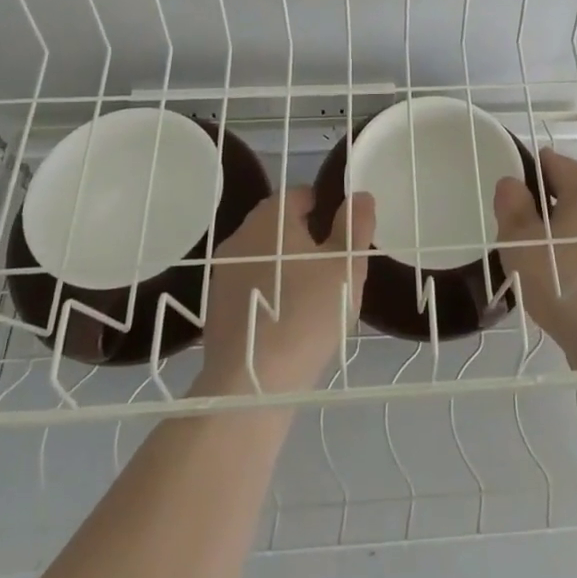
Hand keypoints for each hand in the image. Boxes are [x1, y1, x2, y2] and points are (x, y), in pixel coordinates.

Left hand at [198, 187, 375, 394]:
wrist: (253, 383)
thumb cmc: (308, 313)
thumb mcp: (346, 267)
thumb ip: (355, 226)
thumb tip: (360, 195)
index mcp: (271, 218)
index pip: (299, 194)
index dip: (325, 207)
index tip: (344, 234)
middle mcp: (241, 236)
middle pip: (279, 224)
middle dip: (307, 237)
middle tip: (334, 266)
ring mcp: (223, 272)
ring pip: (264, 255)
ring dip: (287, 265)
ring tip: (314, 295)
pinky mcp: (217, 305)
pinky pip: (251, 284)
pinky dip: (270, 291)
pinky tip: (289, 319)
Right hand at [494, 149, 576, 368]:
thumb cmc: (563, 281)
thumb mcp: (520, 240)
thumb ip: (511, 205)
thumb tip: (512, 184)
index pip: (552, 162)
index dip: (526, 174)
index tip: (509, 201)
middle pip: (569, 193)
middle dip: (542, 209)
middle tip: (519, 237)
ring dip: (561, 236)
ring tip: (538, 266)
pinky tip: (562, 285)